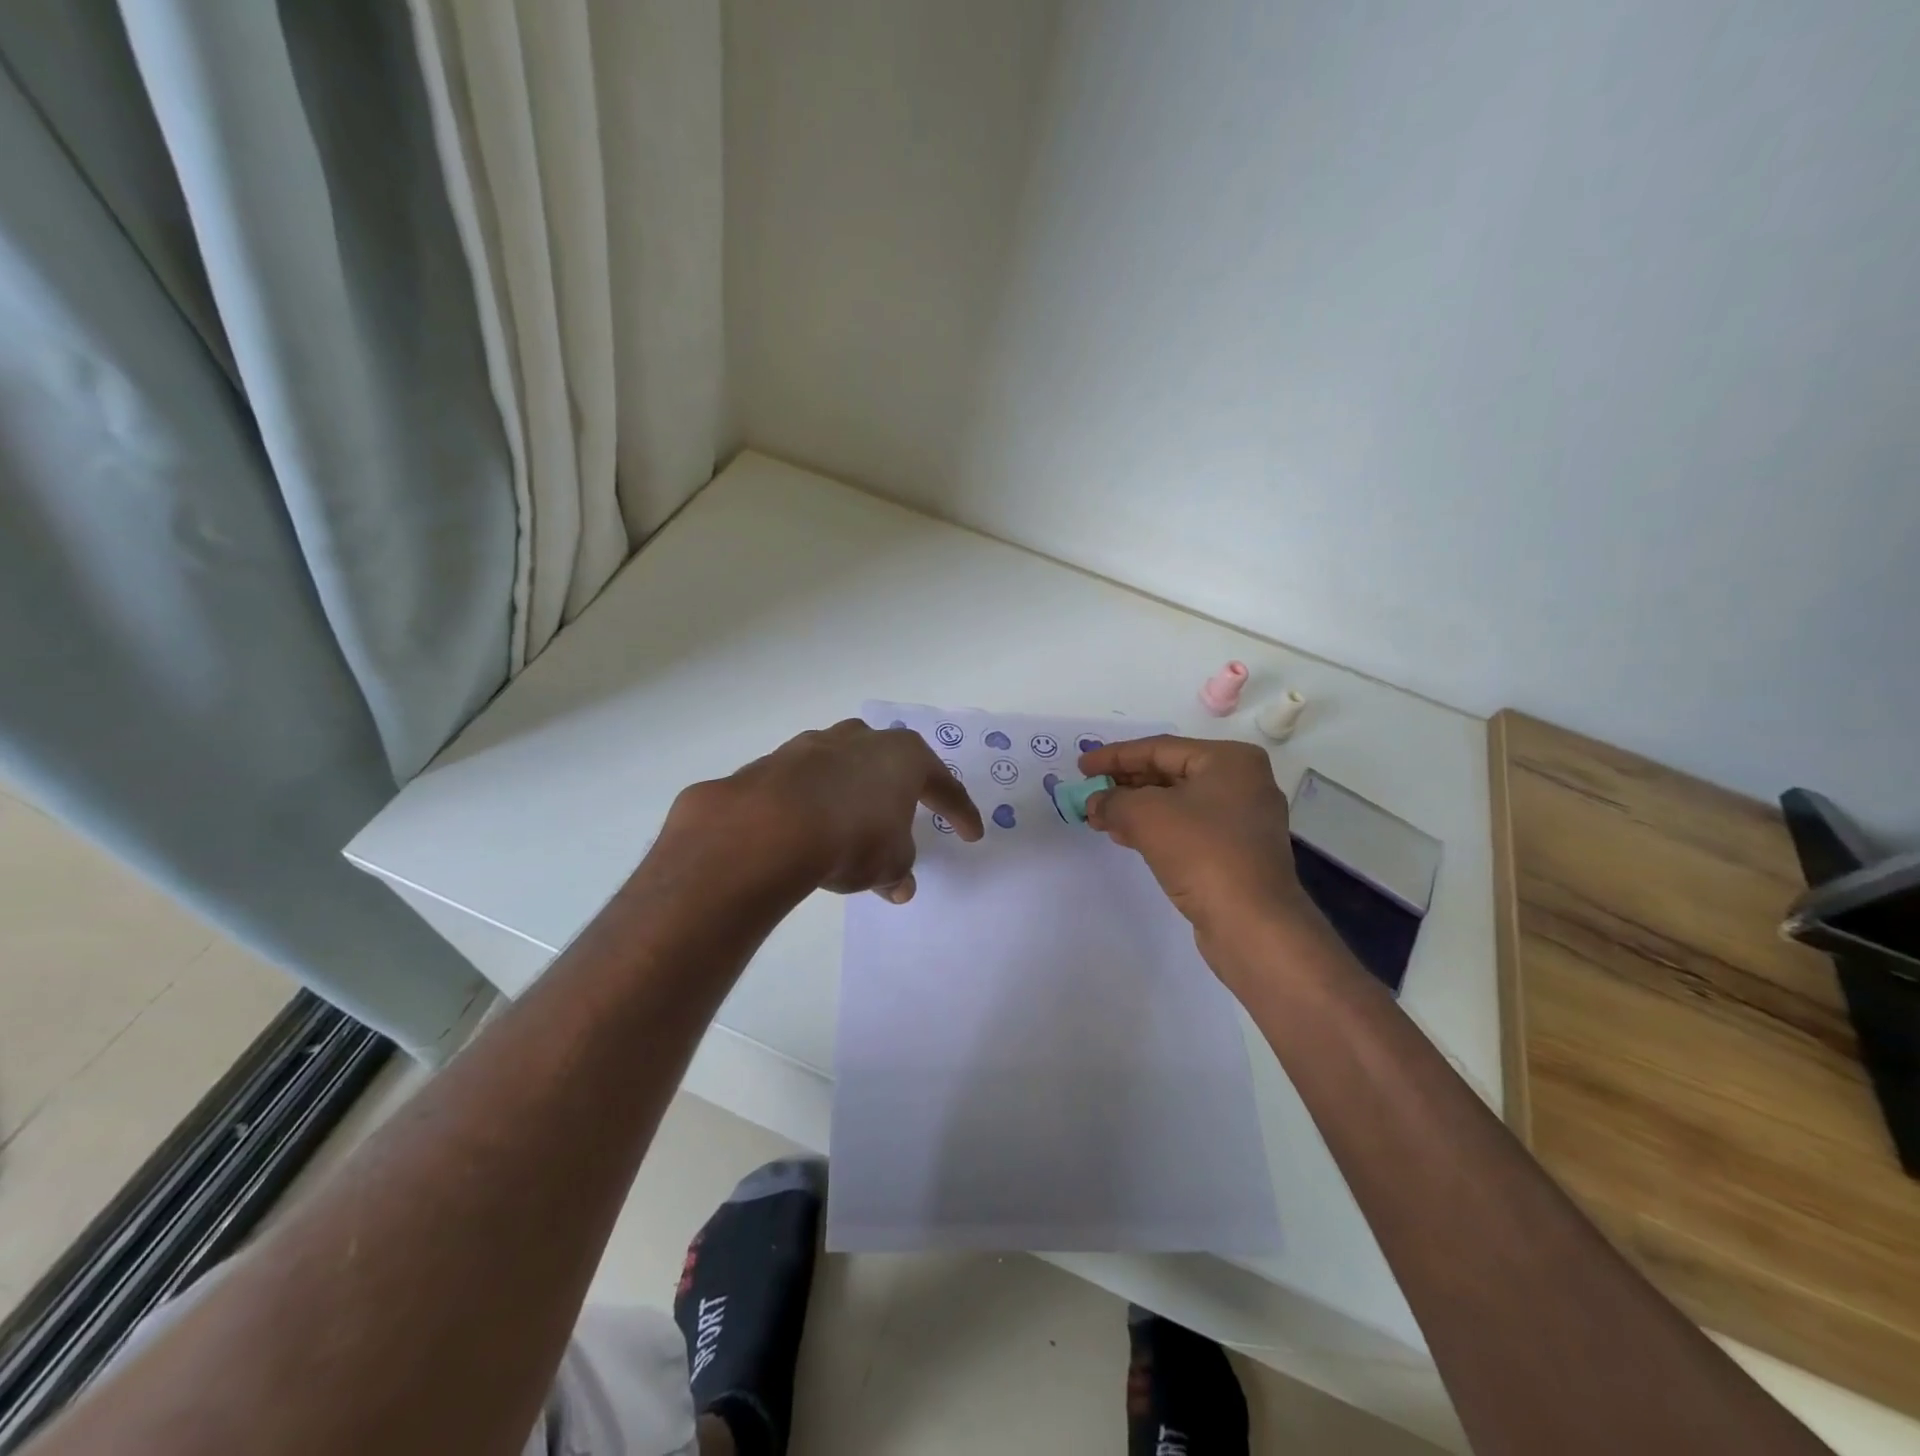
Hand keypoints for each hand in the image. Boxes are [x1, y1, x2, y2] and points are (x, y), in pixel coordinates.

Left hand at [663, 720, 983, 902]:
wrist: (769, 826)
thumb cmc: (853, 838)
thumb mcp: (889, 863)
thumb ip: (898, 869)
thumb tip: (899, 886)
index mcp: (904, 756)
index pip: (944, 785)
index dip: (960, 812)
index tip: (972, 834)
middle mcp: (862, 739)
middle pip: (891, 761)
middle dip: (900, 787)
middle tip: (906, 811)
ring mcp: (815, 744)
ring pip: (845, 764)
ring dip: (853, 791)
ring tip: (851, 822)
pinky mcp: (776, 761)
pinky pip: (806, 782)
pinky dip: (814, 802)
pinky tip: (809, 826)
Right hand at [1080, 735, 1316, 962]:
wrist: (1252, 923)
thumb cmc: (1202, 852)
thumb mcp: (1146, 815)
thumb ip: (1112, 801)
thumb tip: (1095, 803)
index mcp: (1229, 760)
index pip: (1159, 748)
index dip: (1115, 756)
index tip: (1082, 766)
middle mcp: (1241, 782)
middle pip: (1169, 772)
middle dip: (1125, 783)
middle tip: (1089, 790)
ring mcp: (1242, 819)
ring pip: (1177, 802)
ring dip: (1135, 807)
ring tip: (1100, 816)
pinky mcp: (1237, 852)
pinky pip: (1187, 827)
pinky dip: (1155, 828)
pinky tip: (1126, 836)